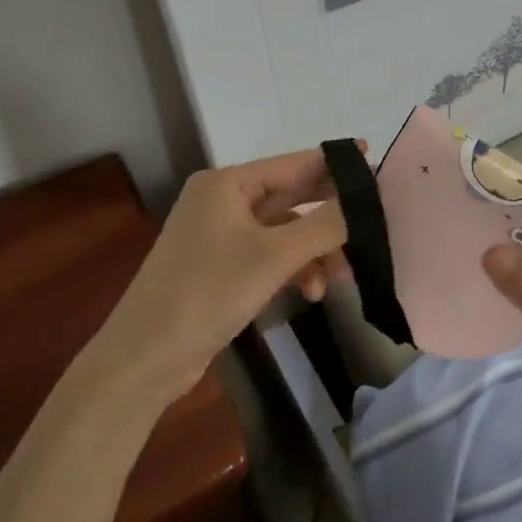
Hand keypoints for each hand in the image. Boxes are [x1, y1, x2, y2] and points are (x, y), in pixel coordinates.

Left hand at [92, 147, 350, 408]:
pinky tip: (310, 292)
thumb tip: (363, 201)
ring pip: (284, 232)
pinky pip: (269, 256)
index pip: (294, 164)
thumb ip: (324, 225)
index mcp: (228, 183)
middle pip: (291, 197)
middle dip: (329, 217)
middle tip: (373, 224)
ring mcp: (220, 235)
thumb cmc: (208, 292)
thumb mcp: (273, 257)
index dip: (335, 164)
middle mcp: (223, 200)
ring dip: (313, 251)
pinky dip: (292, 269)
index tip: (375, 164)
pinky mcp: (220, 267)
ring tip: (339, 278)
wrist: (145, 357)